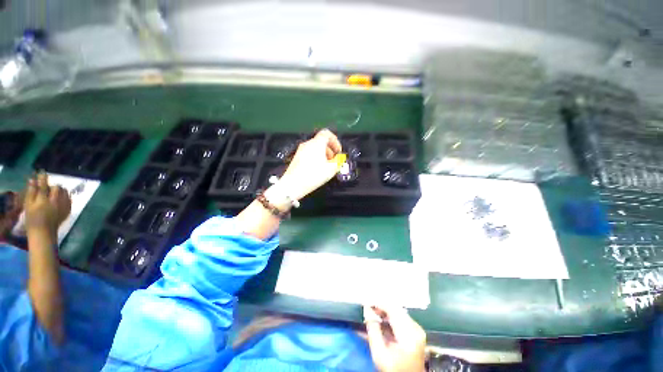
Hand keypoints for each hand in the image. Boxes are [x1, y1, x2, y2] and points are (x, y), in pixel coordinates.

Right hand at [24, 172, 71, 232]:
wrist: (43, 232)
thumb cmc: (32, 219)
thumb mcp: (28, 205)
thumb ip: (31, 192)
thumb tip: (32, 179)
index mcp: (43, 200)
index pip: (44, 185)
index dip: (43, 177)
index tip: (42, 172)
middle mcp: (55, 202)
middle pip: (56, 188)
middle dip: (52, 186)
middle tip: (48, 187)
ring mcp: (63, 206)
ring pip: (65, 192)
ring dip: (60, 190)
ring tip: (55, 192)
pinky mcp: (68, 211)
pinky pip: (69, 200)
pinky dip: (66, 196)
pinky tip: (61, 197)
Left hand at [279, 129, 342, 199]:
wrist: (292, 184)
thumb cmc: (314, 175)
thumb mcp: (330, 170)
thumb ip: (337, 162)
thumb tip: (338, 158)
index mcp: (317, 143)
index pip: (327, 133)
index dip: (335, 141)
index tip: (338, 151)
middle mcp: (308, 144)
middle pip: (321, 141)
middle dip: (330, 150)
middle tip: (334, 160)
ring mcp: (301, 150)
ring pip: (315, 148)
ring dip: (323, 154)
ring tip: (326, 166)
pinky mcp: (296, 157)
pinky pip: (309, 153)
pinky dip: (316, 157)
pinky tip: (317, 169)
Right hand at [364, 305, 426, 371]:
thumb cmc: (393, 370)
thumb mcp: (379, 353)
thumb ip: (372, 330)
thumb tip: (367, 310)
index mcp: (409, 333)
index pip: (392, 309)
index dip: (378, 303)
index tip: (366, 301)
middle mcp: (415, 328)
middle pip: (396, 309)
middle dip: (381, 307)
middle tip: (368, 307)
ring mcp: (417, 330)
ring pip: (398, 312)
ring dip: (384, 311)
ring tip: (372, 313)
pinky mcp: (415, 332)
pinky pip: (400, 318)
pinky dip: (389, 317)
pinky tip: (381, 321)